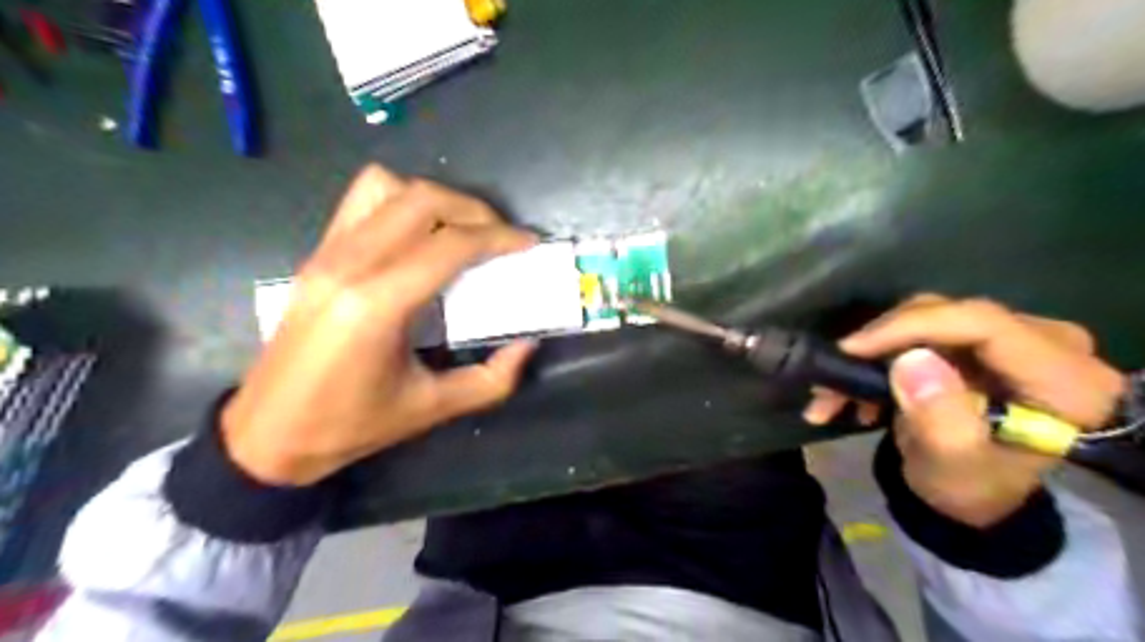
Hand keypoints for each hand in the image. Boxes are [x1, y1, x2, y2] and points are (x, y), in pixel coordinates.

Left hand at [220, 164, 539, 487]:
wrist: (268, 434)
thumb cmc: (350, 426)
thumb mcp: (432, 409)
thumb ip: (492, 379)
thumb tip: (527, 345)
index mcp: (377, 305)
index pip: (449, 244)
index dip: (498, 237)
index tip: (528, 243)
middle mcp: (349, 264)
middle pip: (422, 201)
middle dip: (474, 210)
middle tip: (502, 238)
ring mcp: (326, 253)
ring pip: (388, 188)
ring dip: (435, 200)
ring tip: (461, 231)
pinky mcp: (317, 255)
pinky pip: (361, 201)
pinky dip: (401, 202)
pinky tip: (419, 235)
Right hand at [803, 295, 1125, 525]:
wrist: (976, 495)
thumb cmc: (973, 489)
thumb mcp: (955, 466)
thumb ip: (940, 419)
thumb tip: (911, 360)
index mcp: (1064, 380)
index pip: (983, 323)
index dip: (911, 327)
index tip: (853, 349)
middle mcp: (1048, 345)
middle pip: (949, 315)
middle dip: (882, 342)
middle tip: (835, 374)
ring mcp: (1011, 338)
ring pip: (925, 319)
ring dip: (872, 353)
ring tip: (833, 393)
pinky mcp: (978, 341)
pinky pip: (919, 330)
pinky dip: (879, 357)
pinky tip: (855, 392)